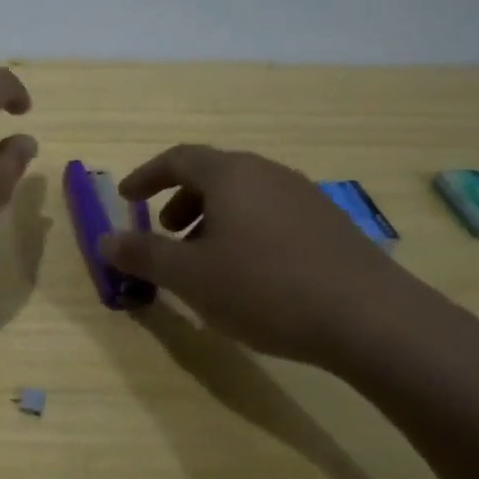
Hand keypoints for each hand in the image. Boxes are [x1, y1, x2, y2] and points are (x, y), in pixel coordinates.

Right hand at [98, 145, 415, 366]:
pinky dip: (244, 232)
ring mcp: (305, 197)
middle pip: (213, 174)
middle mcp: (268, 174)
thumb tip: (105, 240)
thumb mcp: (189, 276)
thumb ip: (142, 255)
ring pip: (244, 197)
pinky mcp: (330, 226)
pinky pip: (271, 215)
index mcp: (230, 174)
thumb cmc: (265, 288)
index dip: (146, 176)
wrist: (372, 320)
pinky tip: (249, 276)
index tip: (126, 198)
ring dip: (212, 219)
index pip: (178, 158)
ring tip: (204, 260)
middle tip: (164, 233)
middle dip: (180, 200)